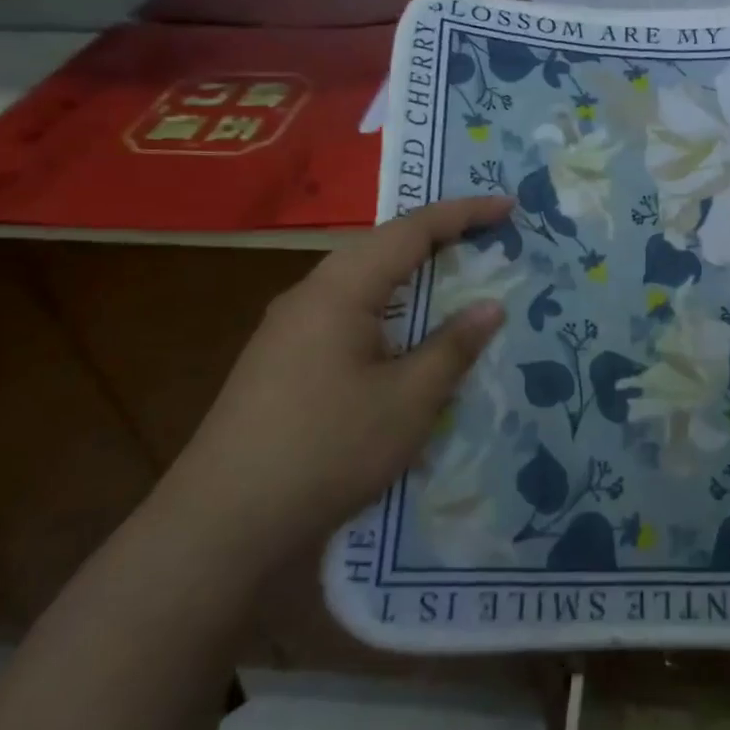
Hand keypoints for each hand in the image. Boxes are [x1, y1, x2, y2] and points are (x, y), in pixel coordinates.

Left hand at [159, 196, 512, 574]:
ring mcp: (288, 328)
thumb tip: (490, 306)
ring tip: (454, 277)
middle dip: (437, 236)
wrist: (222, 524)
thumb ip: (452, 347)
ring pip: (361, 280)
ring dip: (410, 273)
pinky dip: (388, 307)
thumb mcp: (408, 401)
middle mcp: (310, 294)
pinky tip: (403, 335)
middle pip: (382, 246)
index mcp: (340, 289)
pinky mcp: (282, 359)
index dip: (464, 213)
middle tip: (487, 237)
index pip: (411, 230)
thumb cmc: (327, 450)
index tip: (507, 205)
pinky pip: (346, 311)